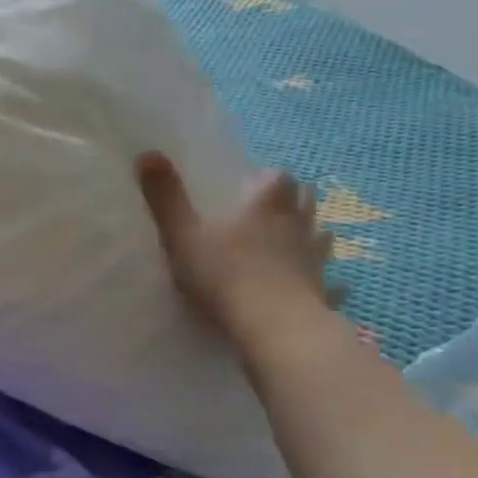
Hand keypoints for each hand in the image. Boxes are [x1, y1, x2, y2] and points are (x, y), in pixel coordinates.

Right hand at [137, 153, 335, 333]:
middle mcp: (298, 222)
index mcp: (266, 203)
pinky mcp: (323, 289)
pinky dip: (326, 282)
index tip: (250, 187)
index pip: (276, 176)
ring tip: (292, 245)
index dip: (265, 178)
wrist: (271, 323)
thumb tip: (146, 153)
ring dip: (310, 235)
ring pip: (322, 235)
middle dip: (293, 200)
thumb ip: (165, 197)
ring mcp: (316, 257)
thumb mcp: (182, 234)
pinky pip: (331, 282)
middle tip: (270, 212)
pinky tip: (321, 289)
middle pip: (306, 199)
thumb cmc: (223, 273)